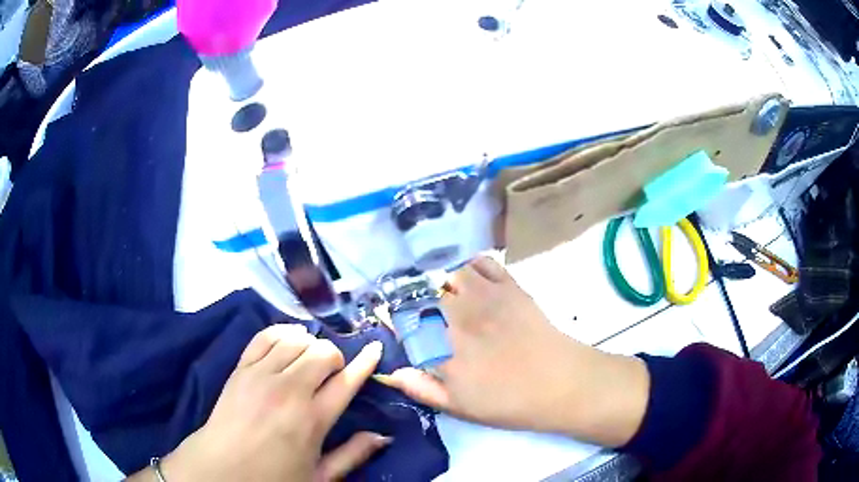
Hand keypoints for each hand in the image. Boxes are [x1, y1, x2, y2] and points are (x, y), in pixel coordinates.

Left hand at [143, 325, 389, 481]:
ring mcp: (261, 375)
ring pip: (296, 340)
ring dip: (310, 345)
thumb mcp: (319, 476)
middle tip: (332, 373)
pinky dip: (282, 333)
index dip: (364, 362)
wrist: (221, 467)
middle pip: (322, 353)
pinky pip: (265, 336)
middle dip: (335, 357)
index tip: (374, 349)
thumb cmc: (274, 477)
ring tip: (309, 360)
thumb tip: (382, 436)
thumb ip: (353, 455)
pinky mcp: (241, 368)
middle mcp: (288, 391)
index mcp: (312, 420)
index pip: (346, 382)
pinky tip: (288, 341)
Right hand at [378, 257, 649, 446]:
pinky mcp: (509, 286)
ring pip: (449, 273)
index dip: (394, 320)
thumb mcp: (461, 407)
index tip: (395, 324)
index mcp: (444, 347)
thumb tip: (389, 373)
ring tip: (444, 294)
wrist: (561, 382)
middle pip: (422, 293)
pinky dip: (470, 266)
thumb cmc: (509, 401)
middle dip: (414, 299)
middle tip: (420, 311)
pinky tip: (470, 278)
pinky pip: (481, 262)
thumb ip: (422, 388)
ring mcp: (485, 296)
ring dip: (441, 281)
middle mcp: (458, 315)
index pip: (404, 323)